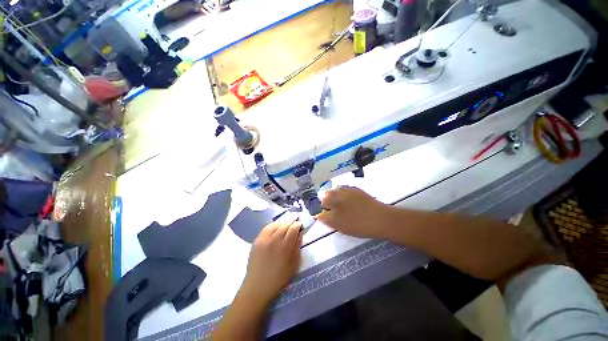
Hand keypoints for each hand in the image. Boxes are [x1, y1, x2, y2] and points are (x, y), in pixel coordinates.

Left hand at [240, 219, 302, 305]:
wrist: (257, 286)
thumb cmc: (279, 278)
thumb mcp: (294, 264)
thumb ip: (297, 246)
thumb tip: (300, 232)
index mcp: (284, 247)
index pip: (293, 229)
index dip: (298, 225)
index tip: (300, 224)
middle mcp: (274, 240)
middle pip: (284, 224)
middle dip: (291, 222)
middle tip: (295, 222)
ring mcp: (264, 239)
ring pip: (275, 224)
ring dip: (283, 222)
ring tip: (286, 224)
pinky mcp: (256, 240)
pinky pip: (266, 227)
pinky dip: (273, 225)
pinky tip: (276, 227)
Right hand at [317, 186, 392, 238]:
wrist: (381, 219)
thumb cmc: (355, 222)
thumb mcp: (335, 222)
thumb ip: (323, 217)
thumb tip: (317, 213)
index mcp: (331, 195)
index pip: (319, 200)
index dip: (321, 208)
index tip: (327, 216)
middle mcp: (338, 188)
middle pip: (328, 195)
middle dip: (328, 204)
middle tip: (335, 215)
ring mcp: (349, 189)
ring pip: (337, 194)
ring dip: (337, 201)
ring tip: (343, 212)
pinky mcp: (358, 192)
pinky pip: (347, 194)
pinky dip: (346, 200)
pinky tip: (352, 208)